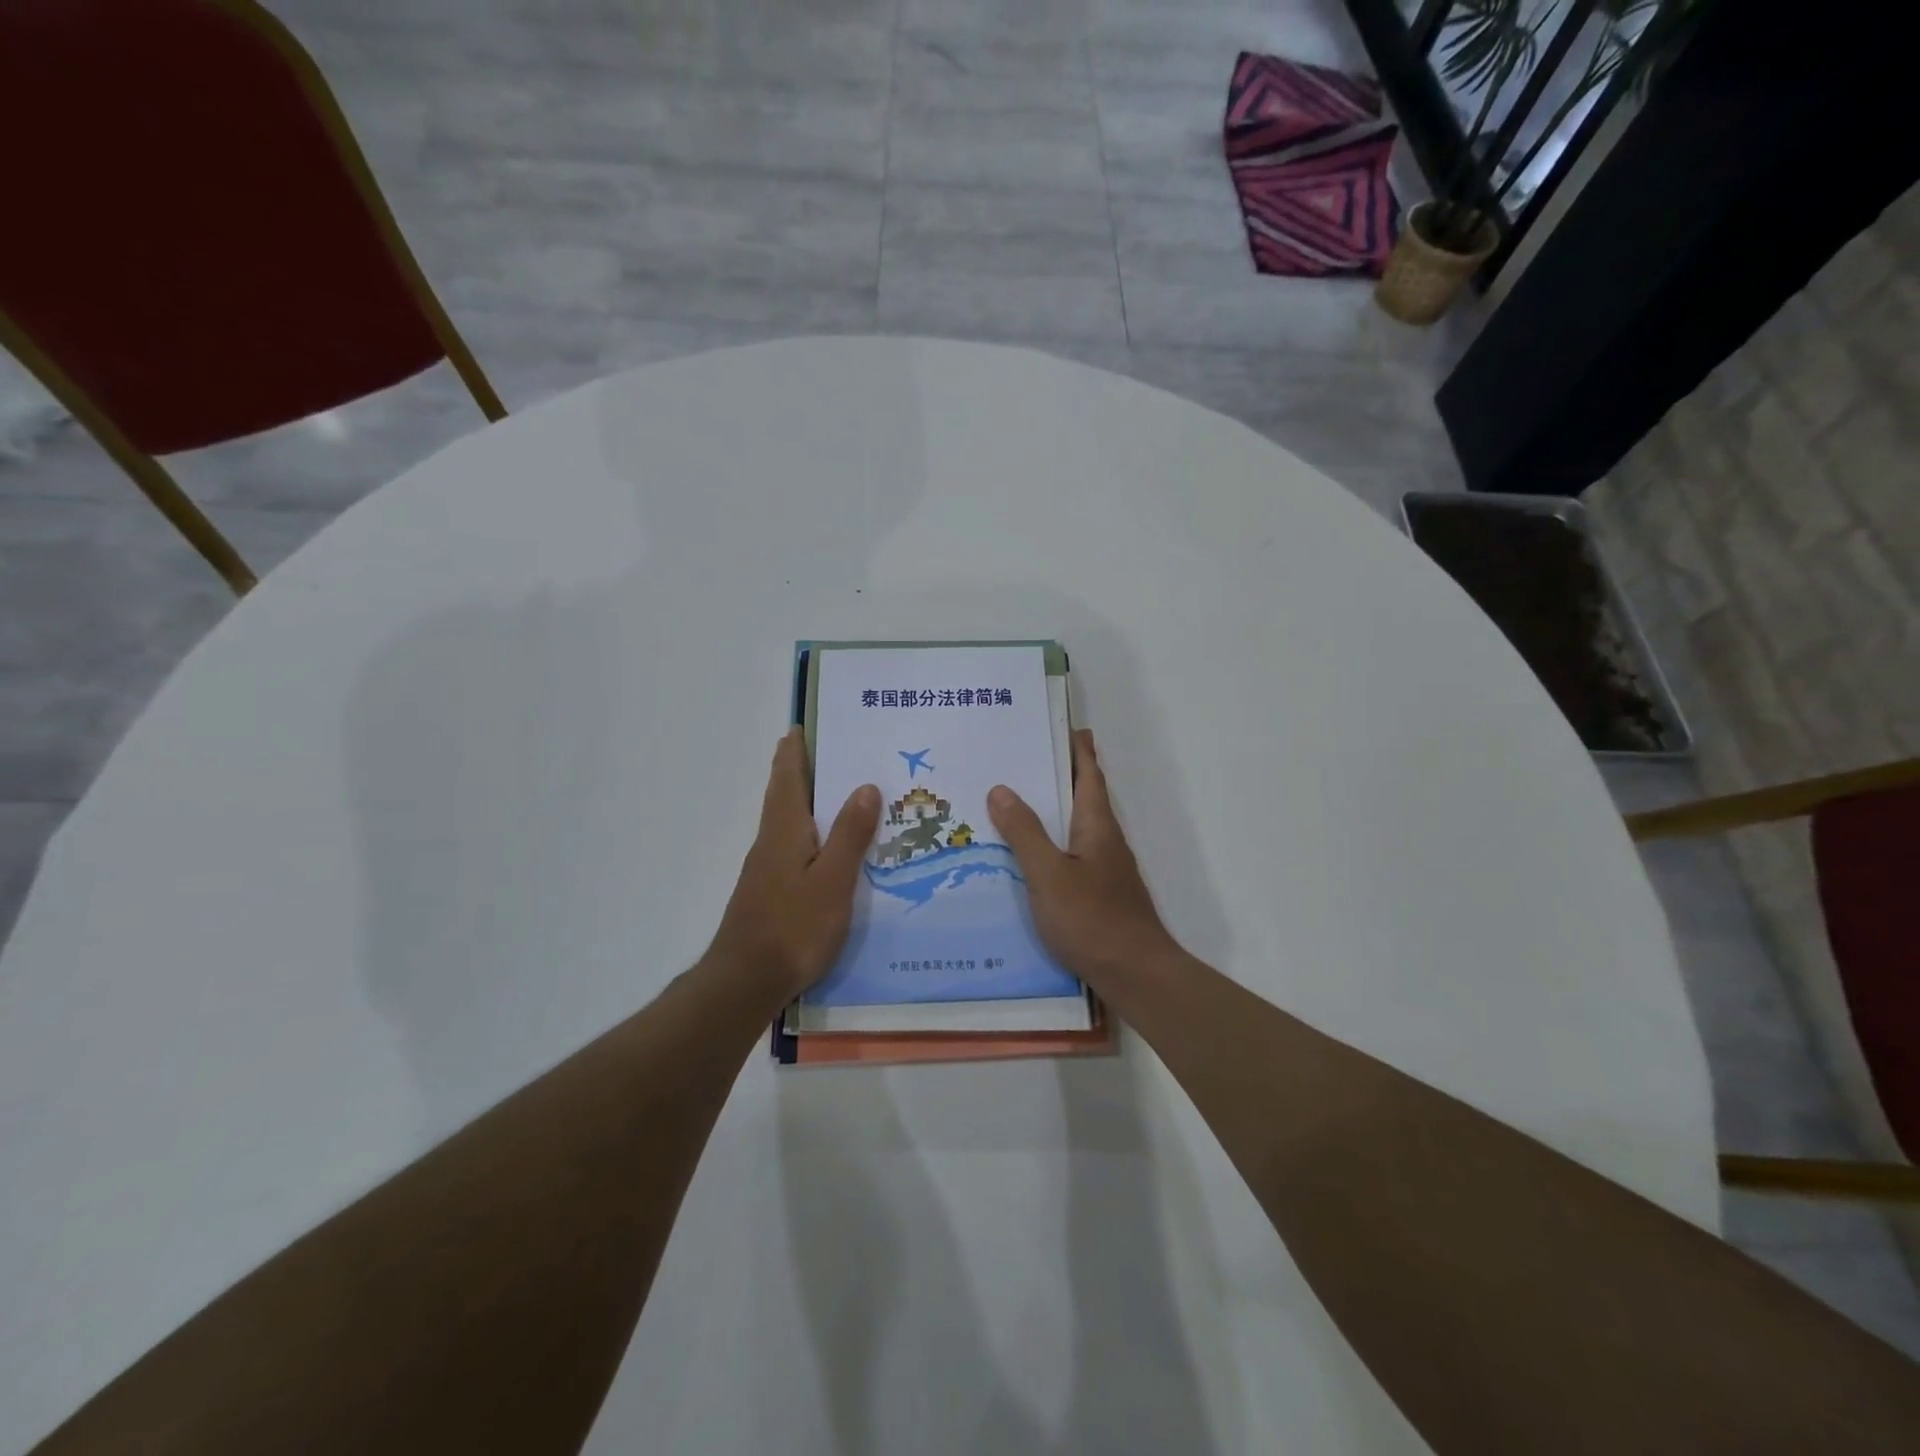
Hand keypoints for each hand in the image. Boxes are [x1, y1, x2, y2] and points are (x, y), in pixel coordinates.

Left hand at [709, 729, 880, 1001]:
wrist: (745, 981)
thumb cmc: (793, 926)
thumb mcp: (833, 880)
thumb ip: (849, 834)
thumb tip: (865, 785)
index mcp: (784, 830)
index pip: (788, 778)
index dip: (795, 751)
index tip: (802, 726)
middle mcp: (770, 842)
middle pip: (784, 795)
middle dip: (799, 770)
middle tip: (827, 751)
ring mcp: (766, 869)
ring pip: (788, 821)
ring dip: (805, 800)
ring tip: (837, 792)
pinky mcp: (769, 892)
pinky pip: (792, 847)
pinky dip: (809, 832)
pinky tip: (827, 848)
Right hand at [988, 729, 1182, 987]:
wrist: (1135, 974)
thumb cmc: (1093, 919)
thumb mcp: (1049, 874)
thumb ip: (1025, 833)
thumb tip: (1001, 789)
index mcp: (1097, 826)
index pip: (1089, 775)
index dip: (1079, 750)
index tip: (1065, 726)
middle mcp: (1105, 841)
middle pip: (1083, 798)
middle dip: (1060, 776)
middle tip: (1024, 760)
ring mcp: (1105, 870)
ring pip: (1076, 828)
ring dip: (1053, 811)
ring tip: (1016, 803)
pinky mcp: (1100, 895)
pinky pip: (1071, 855)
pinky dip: (1052, 844)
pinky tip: (1028, 858)